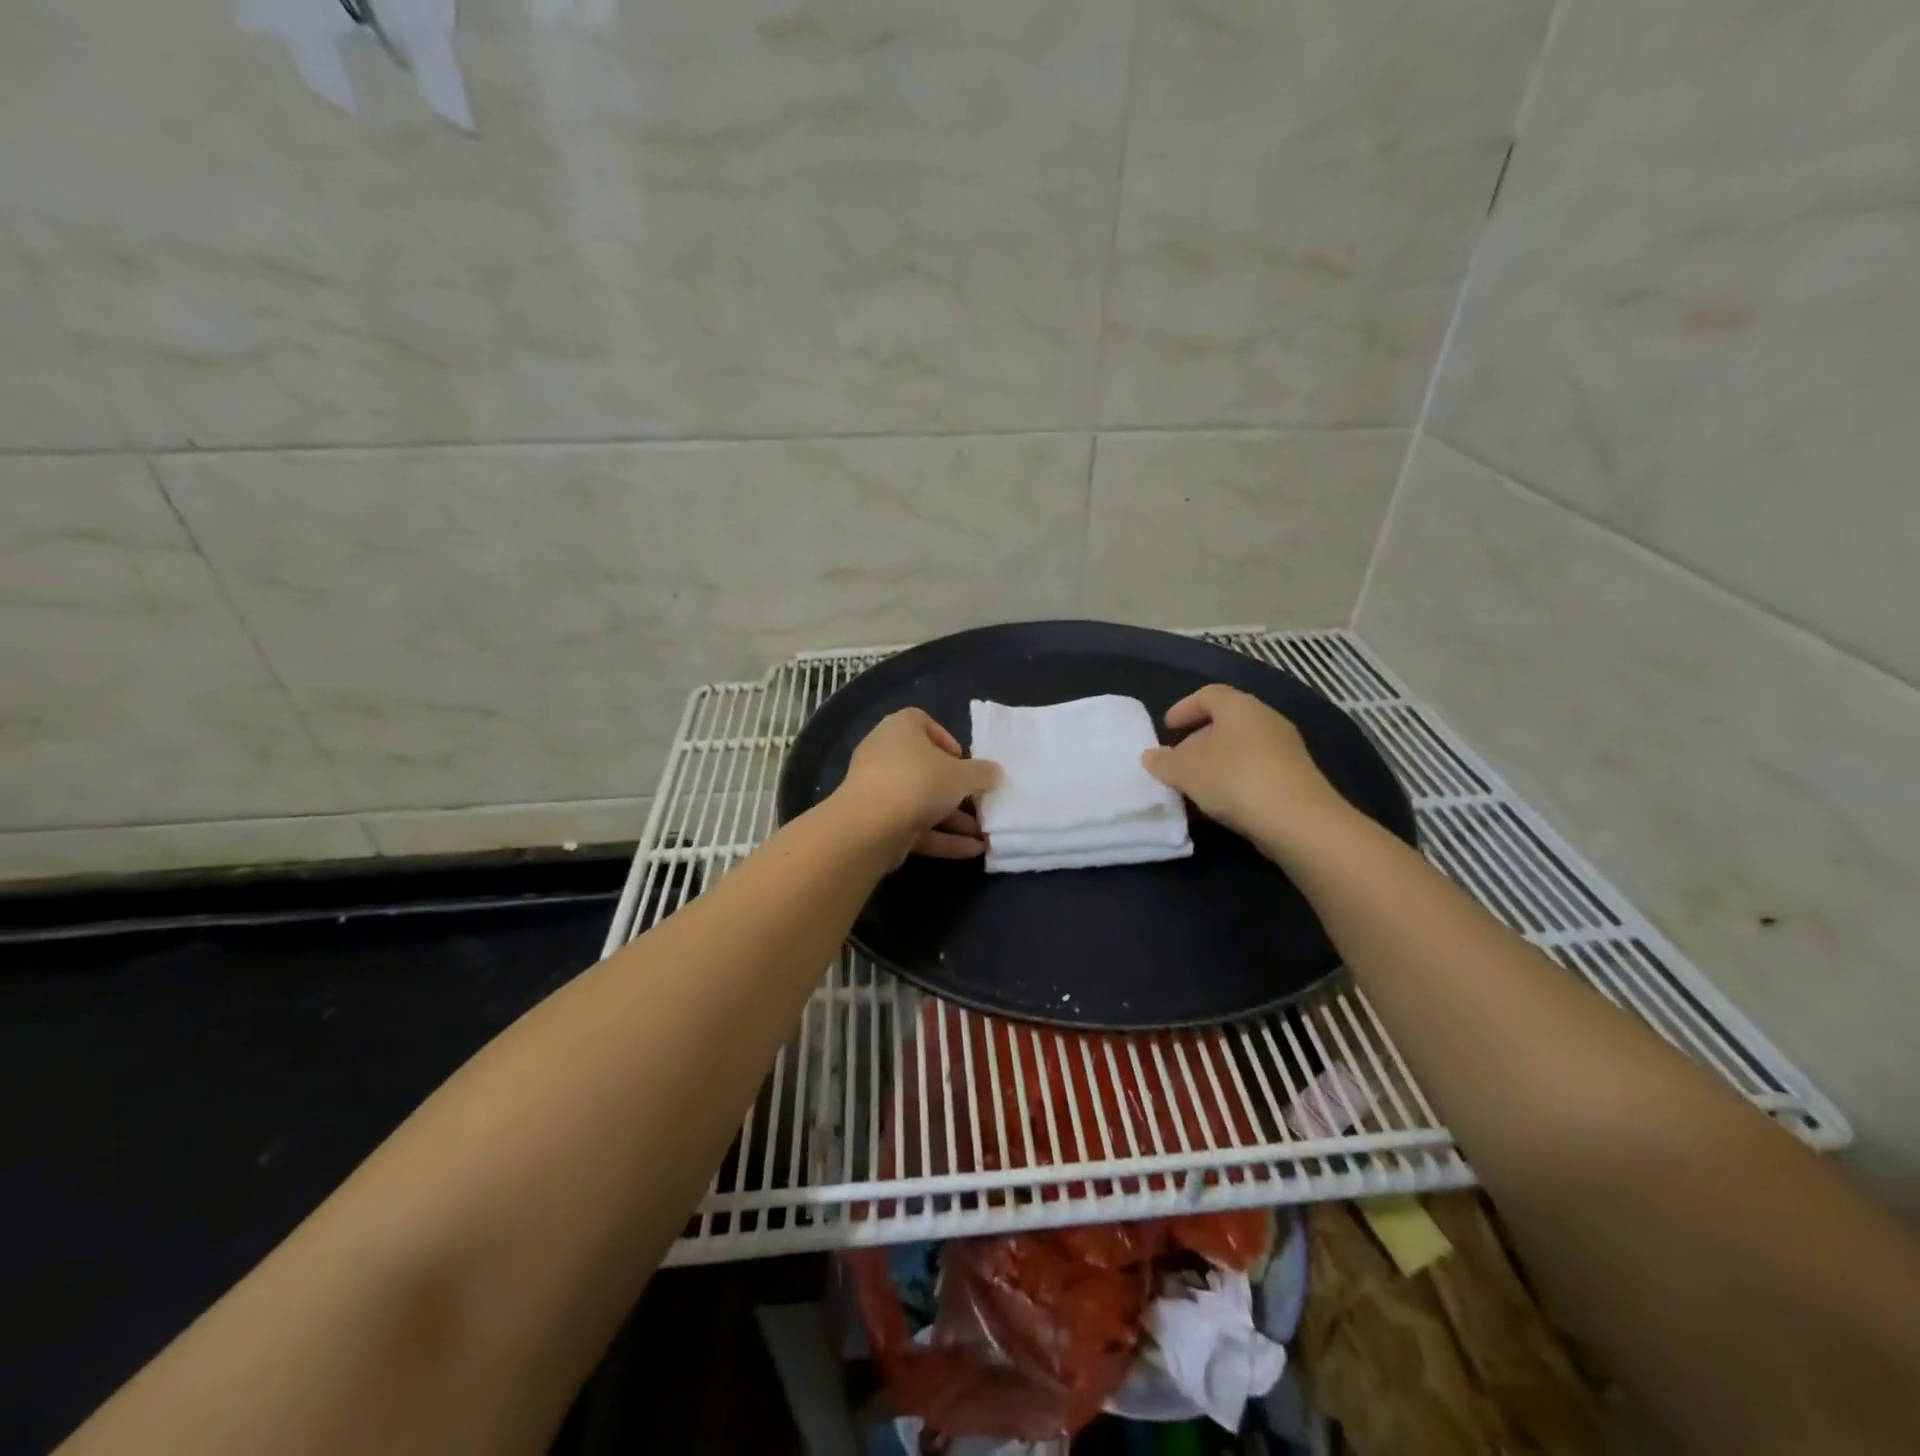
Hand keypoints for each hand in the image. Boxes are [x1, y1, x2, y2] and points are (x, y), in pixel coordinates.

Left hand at [833, 709, 1001, 864]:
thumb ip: (982, 773)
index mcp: (901, 729)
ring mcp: (879, 790)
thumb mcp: (962, 775)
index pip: (922, 722)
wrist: (870, 827)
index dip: (946, 740)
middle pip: (926, 767)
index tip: (964, 762)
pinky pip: (915, 826)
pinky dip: (942, 837)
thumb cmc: (919, 782)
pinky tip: (973, 850)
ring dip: (954, 818)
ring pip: (922, 801)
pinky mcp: (878, 823)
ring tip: (985, 834)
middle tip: (980, 802)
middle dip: (956, 789)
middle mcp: (886, 754)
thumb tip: (995, 773)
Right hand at [1141, 685, 1349, 846]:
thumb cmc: (1233, 779)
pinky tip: (1222, 802)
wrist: (1297, 819)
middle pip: (1227, 720)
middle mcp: (1265, 719)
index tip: (1167, 727)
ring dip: (1216, 761)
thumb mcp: (1185, 771)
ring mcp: (1285, 747)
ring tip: (1196, 784)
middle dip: (1199, 738)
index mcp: (1239, 706)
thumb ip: (1163, 762)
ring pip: (1242, 746)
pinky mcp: (1296, 775)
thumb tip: (1150, 756)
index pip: (1208, 695)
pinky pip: (1256, 768)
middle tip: (1178, 759)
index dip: (1184, 708)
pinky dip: (1235, 778)